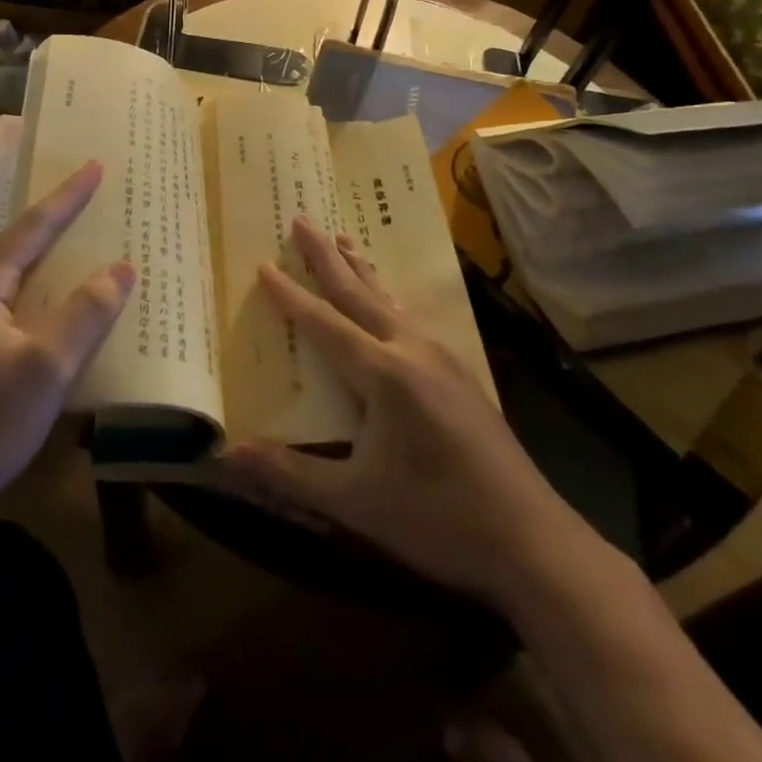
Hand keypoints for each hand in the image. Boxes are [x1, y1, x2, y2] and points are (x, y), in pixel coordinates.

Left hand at [0, 161, 132, 524]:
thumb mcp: (48, 370)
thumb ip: (86, 314)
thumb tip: (120, 268)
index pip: (33, 227)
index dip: (68, 197)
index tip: (93, 166)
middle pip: (13, 242)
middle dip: (53, 219)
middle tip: (88, 198)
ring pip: (1, 270)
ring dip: (37, 254)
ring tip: (70, 239)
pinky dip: (23, 284)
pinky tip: (38, 296)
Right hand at [223, 219, 589, 607]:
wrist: (533, 542)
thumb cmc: (437, 518)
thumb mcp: (355, 501)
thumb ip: (290, 473)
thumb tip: (227, 455)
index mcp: (383, 373)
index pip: (324, 323)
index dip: (290, 294)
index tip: (265, 262)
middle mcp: (411, 350)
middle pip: (358, 293)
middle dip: (326, 256)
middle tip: (302, 219)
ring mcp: (442, 358)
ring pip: (389, 300)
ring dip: (360, 269)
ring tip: (343, 239)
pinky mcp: (460, 374)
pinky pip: (410, 318)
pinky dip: (386, 297)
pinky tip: (388, 302)